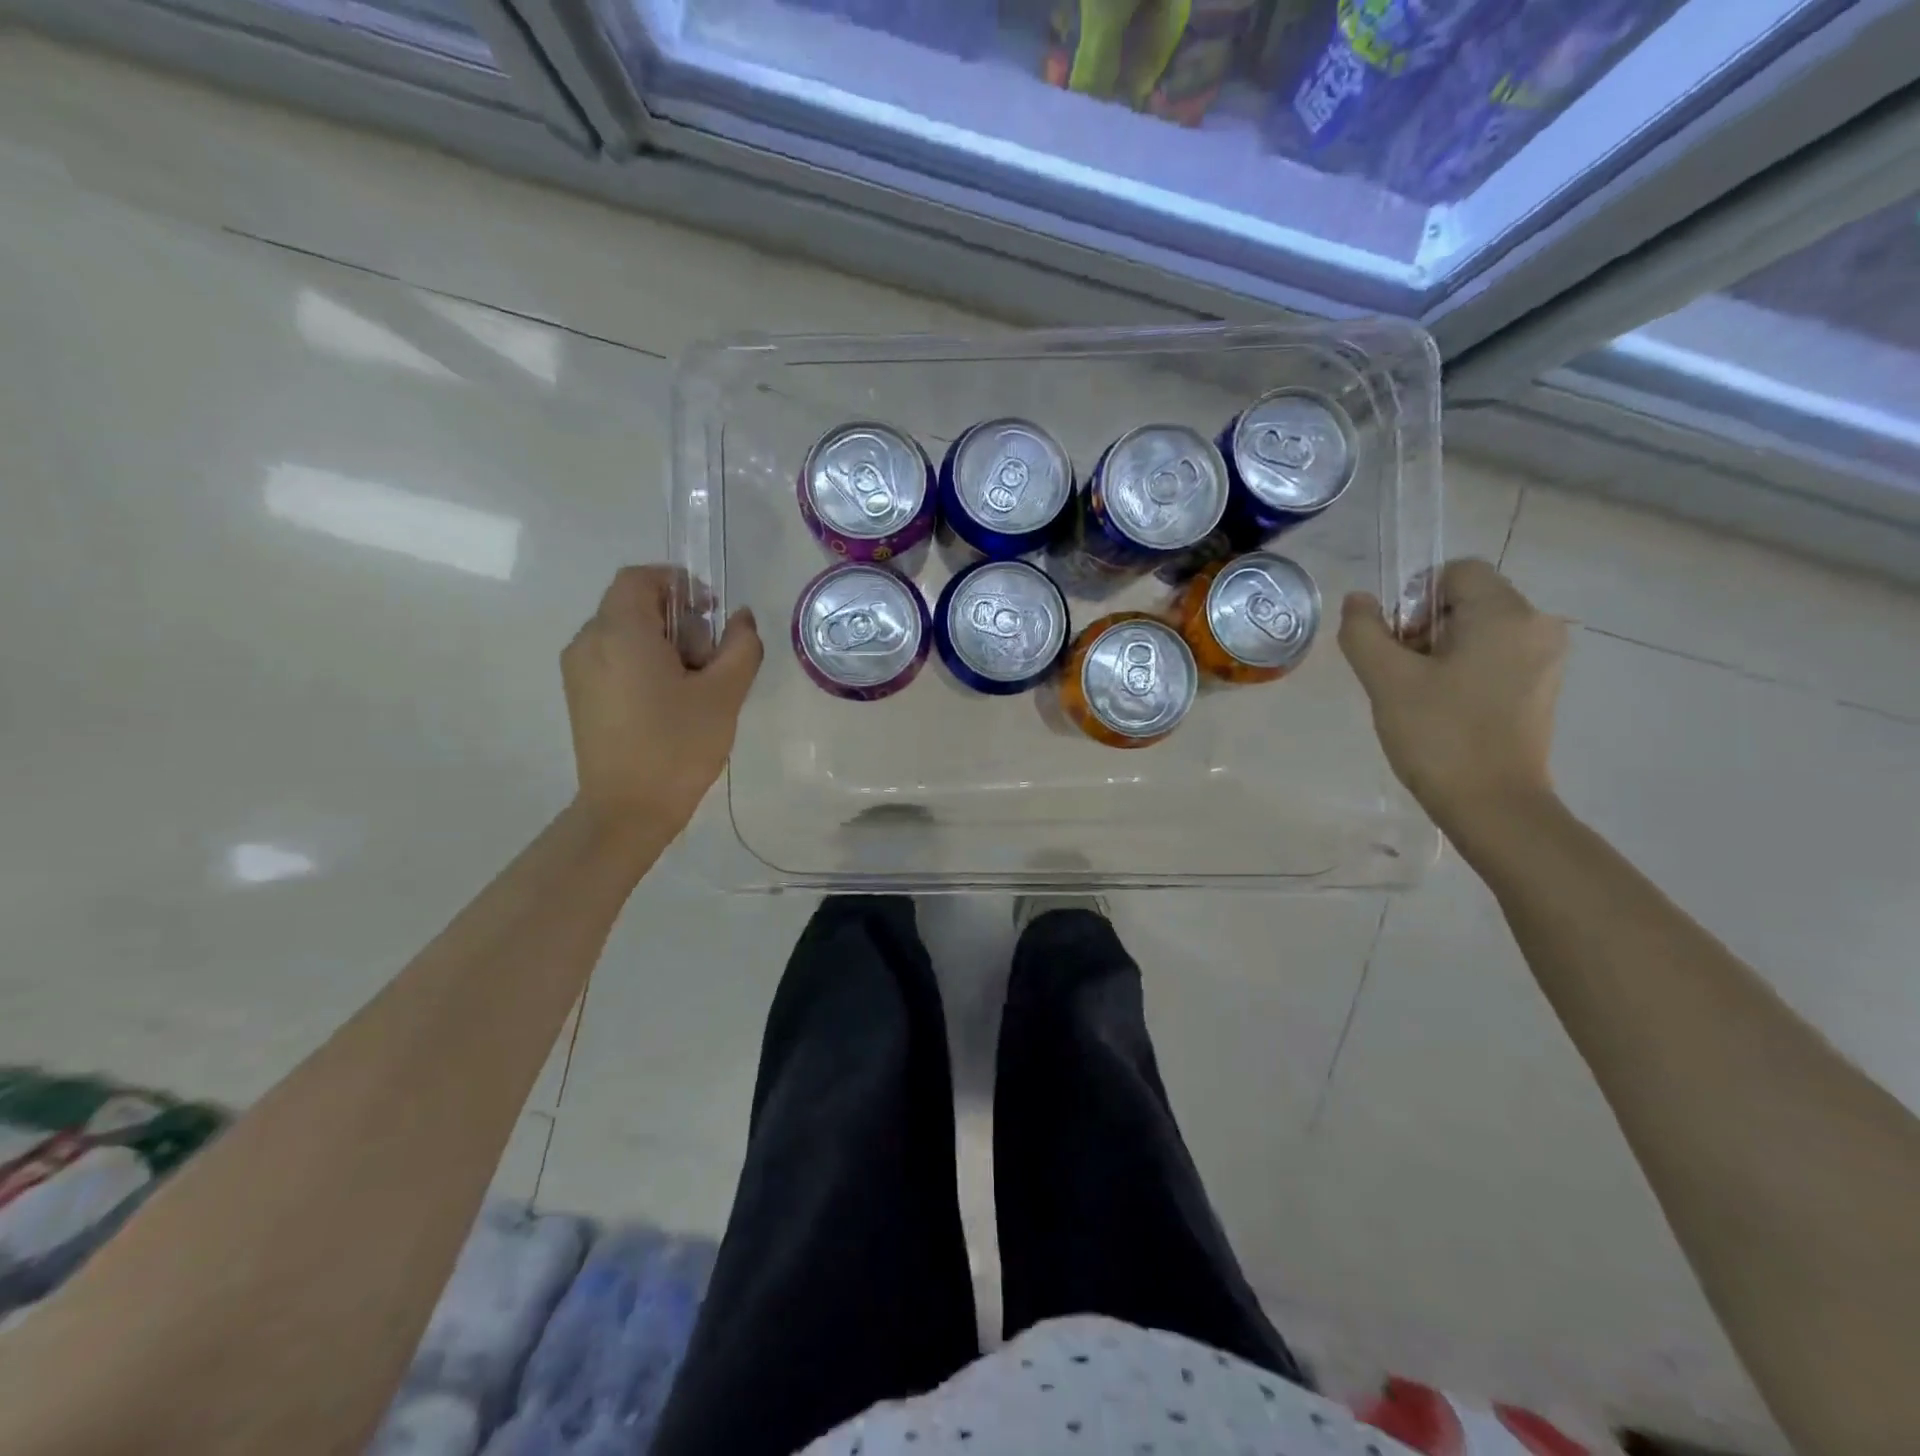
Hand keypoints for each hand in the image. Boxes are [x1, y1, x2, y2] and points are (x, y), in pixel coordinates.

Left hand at [561, 566, 762, 844]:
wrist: (627, 811)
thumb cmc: (678, 746)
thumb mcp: (724, 693)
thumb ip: (741, 646)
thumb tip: (741, 618)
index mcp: (620, 632)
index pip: (641, 578)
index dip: (679, 583)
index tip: (711, 612)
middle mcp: (589, 641)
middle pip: (633, 605)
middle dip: (677, 620)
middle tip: (709, 659)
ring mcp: (578, 670)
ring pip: (624, 633)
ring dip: (662, 643)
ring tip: (692, 685)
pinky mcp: (580, 695)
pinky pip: (613, 658)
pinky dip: (643, 663)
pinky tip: (668, 702)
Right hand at [1338, 559, 1568, 836]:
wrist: (1493, 805)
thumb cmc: (1439, 735)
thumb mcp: (1387, 681)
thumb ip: (1364, 632)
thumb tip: (1358, 600)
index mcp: (1505, 614)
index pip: (1456, 571)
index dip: (1415, 599)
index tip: (1398, 644)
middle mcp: (1536, 625)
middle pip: (1467, 599)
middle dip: (1425, 627)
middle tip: (1401, 674)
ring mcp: (1545, 658)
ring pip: (1479, 630)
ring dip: (1441, 650)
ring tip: (1420, 695)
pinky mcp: (1541, 687)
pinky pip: (1495, 656)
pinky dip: (1464, 669)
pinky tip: (1445, 708)